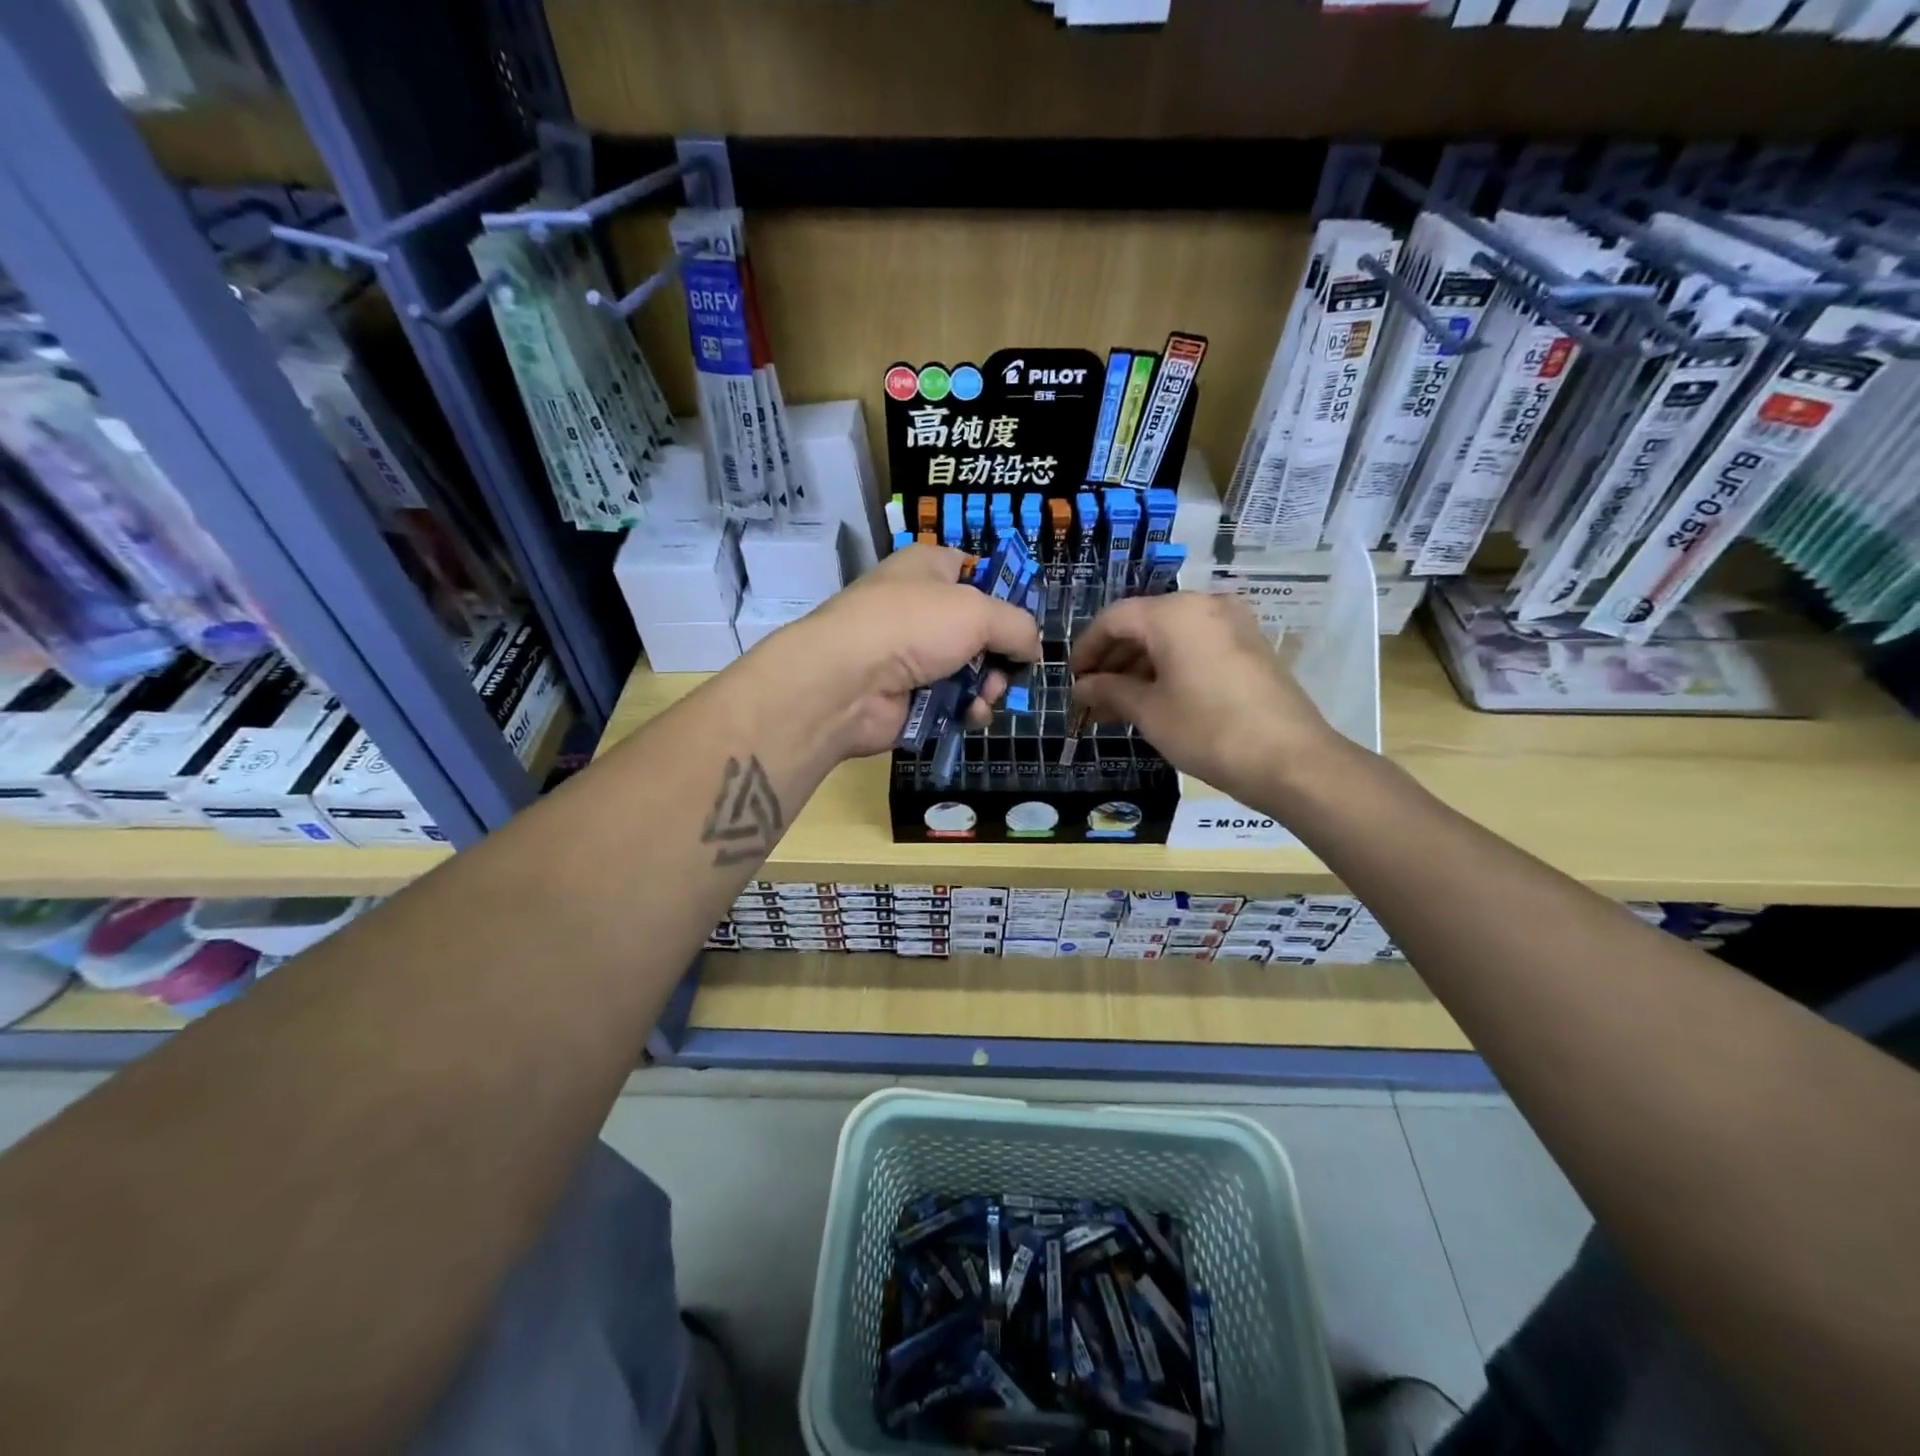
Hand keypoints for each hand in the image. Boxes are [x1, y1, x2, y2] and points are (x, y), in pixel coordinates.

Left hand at [768, 545, 1041, 759]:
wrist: (847, 683)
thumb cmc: (913, 626)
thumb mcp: (979, 611)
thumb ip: (1018, 626)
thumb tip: (1033, 648)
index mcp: (929, 568)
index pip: (974, 570)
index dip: (1003, 593)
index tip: (1023, 621)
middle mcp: (920, 608)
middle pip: (980, 630)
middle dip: (1002, 653)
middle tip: (1008, 668)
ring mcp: (912, 656)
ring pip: (971, 671)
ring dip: (989, 687)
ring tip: (987, 695)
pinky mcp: (909, 697)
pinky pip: (953, 703)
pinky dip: (967, 710)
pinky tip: (971, 715)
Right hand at [1070, 591, 1347, 804]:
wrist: (1291, 760)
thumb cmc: (1208, 731)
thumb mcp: (1149, 712)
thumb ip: (1109, 691)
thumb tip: (1082, 688)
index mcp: (1174, 613)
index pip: (1114, 619)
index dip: (1087, 648)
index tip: (1073, 679)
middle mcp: (1204, 605)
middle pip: (1143, 624)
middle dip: (1113, 660)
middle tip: (1093, 697)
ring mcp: (1232, 623)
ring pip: (1170, 637)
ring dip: (1139, 667)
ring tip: (1118, 706)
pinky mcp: (1249, 645)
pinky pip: (1196, 646)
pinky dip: (1170, 667)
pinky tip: (1154, 700)